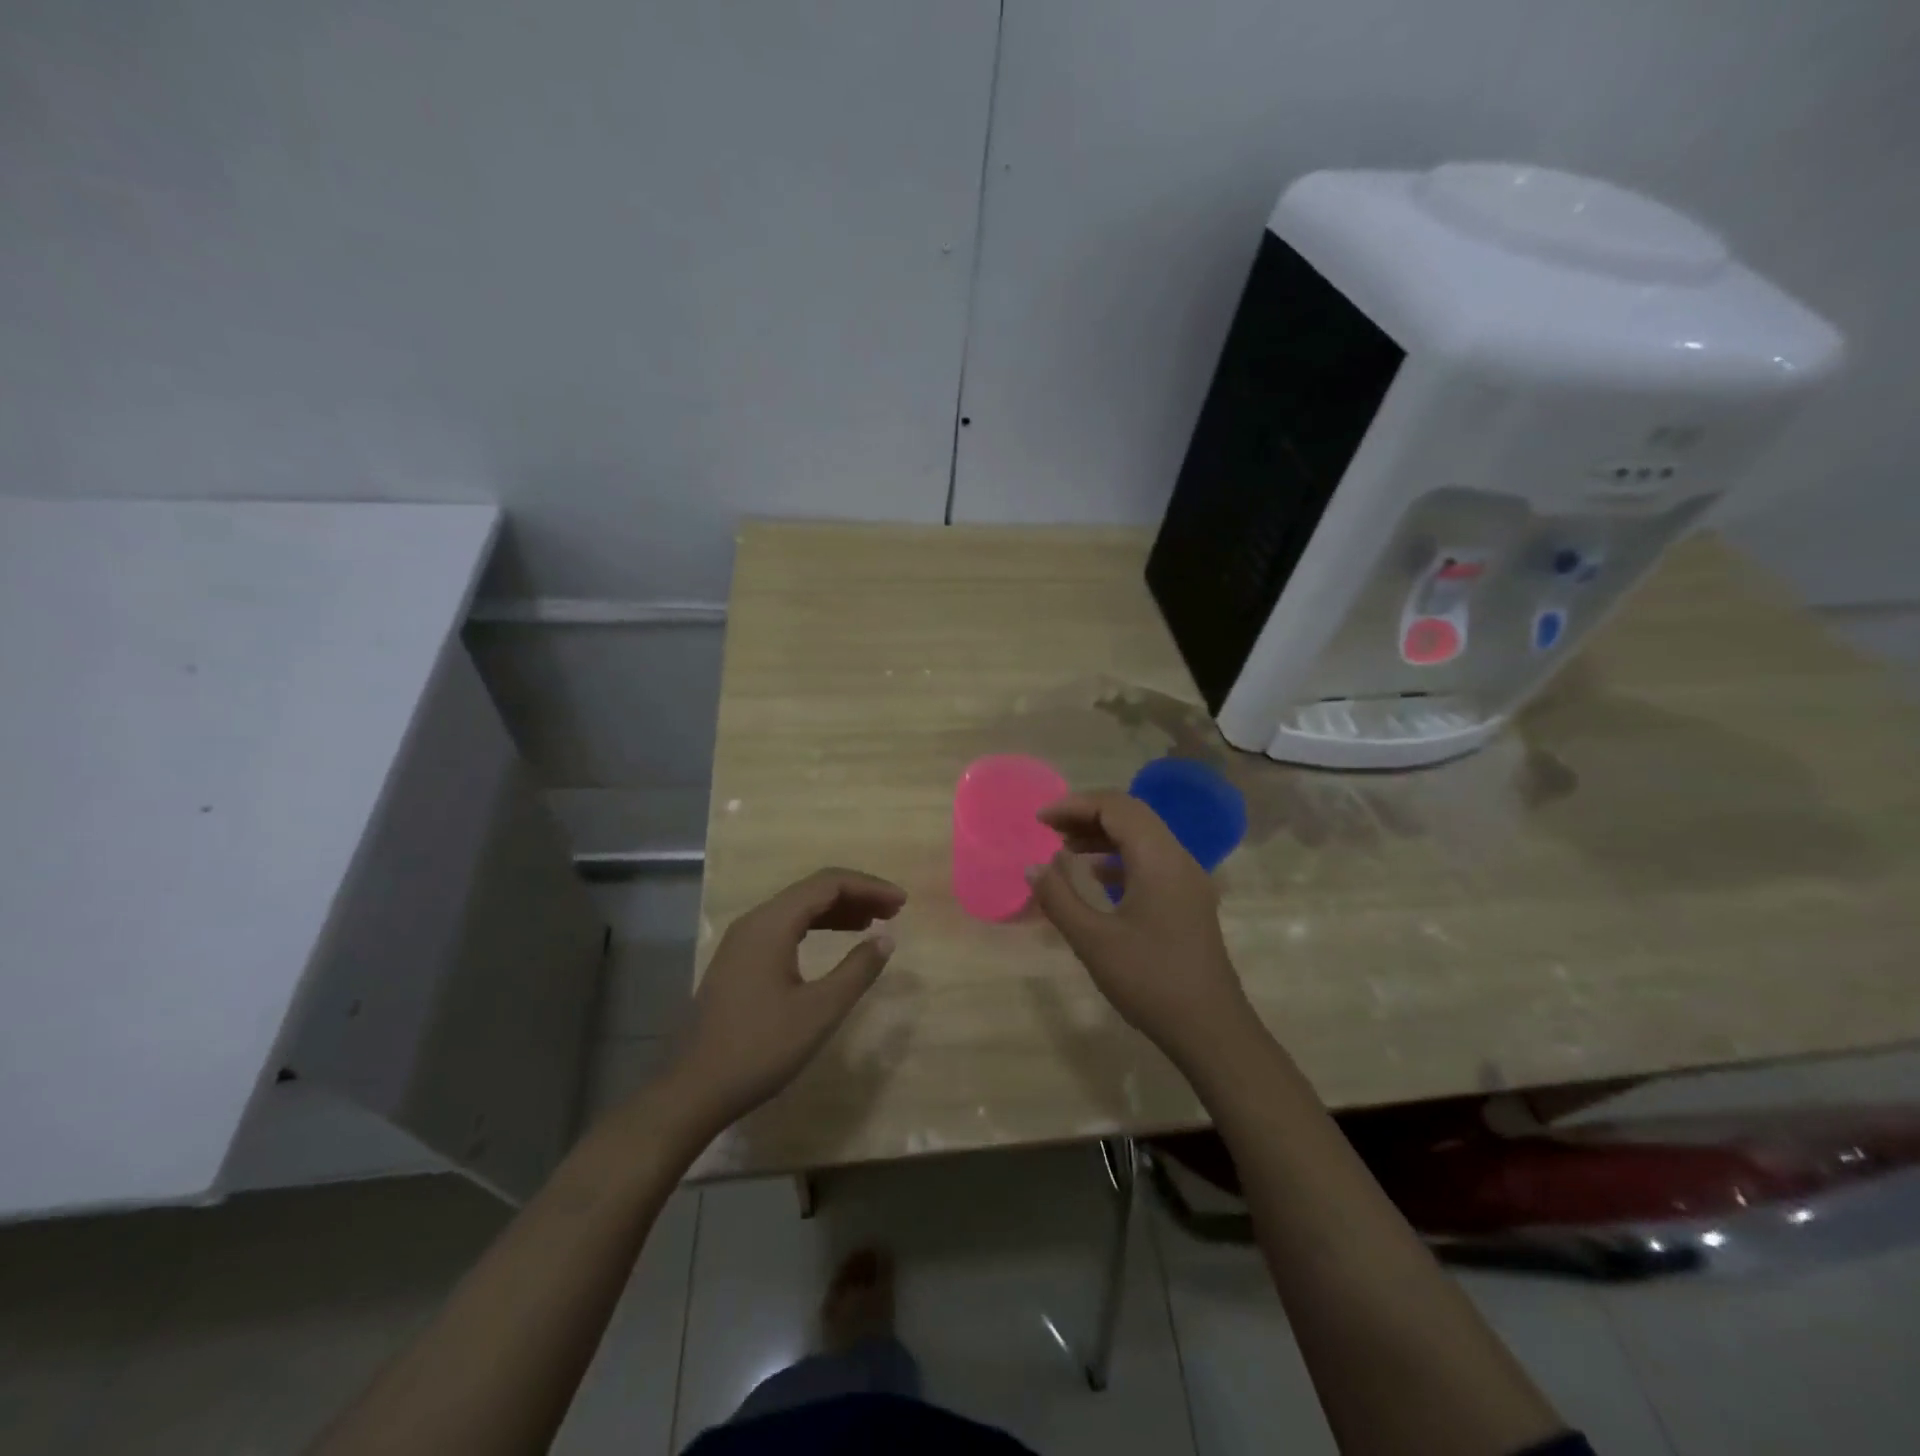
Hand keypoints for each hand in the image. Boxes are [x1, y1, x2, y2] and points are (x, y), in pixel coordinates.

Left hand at [666, 868, 905, 1137]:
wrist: (695, 1090)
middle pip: (813, 890)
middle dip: (857, 895)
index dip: (869, 887)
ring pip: (798, 908)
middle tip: (894, 911)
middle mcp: (755, 921)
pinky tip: (836, 941)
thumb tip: (886, 939)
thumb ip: (857, 970)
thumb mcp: (819, 1011)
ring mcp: (743, 940)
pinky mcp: (740, 960)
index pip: (828, 884)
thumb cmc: (761, 1048)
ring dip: (838, 910)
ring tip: (874, 923)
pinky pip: (785, 926)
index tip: (902, 902)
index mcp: (771, 923)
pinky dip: (817, 926)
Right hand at [1028, 791, 1254, 1067]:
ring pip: (1143, 837)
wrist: (1210, 1029)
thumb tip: (1033, 867)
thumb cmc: (1150, 981)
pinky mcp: (1188, 900)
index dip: (1075, 805)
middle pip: (1132, 815)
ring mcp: (1188, 880)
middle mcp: (1178, 858)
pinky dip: (1120, 858)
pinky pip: (1151, 860)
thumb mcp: (1093, 940)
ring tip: (1065, 847)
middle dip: (1088, 814)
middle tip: (1049, 828)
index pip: (1116, 808)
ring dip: (1104, 835)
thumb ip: (1059, 898)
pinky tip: (1096, 876)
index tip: (1040, 820)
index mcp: (1159, 859)